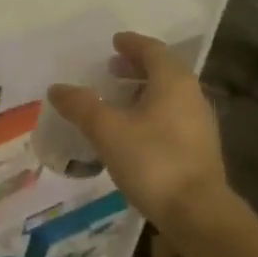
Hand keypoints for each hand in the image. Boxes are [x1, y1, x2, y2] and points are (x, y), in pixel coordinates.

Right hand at [47, 32, 230, 231]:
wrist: (198, 214)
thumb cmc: (153, 161)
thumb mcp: (107, 131)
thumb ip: (82, 106)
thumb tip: (57, 88)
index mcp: (173, 81)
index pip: (153, 50)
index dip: (132, 44)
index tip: (114, 42)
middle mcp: (191, 95)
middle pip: (164, 71)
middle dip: (137, 67)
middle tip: (111, 69)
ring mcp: (199, 124)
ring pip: (169, 96)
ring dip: (144, 91)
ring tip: (118, 101)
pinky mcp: (199, 150)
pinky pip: (172, 117)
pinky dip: (152, 113)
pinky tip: (133, 132)